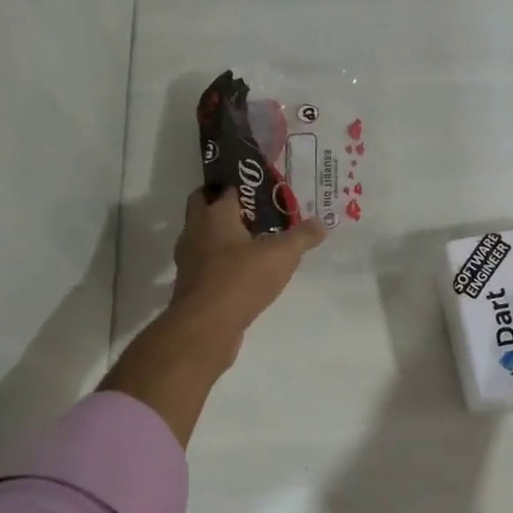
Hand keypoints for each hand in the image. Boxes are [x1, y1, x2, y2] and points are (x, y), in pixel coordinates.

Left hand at [101, 189, 323, 446]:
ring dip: (224, 236)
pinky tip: (245, 272)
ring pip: (205, 237)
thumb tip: (323, 222)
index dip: (243, 184)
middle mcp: (195, 231)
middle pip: (205, 206)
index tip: (263, 188)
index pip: (223, 187)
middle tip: (256, 211)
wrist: (205, 327)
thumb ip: (303, 237)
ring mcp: (189, 259)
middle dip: (226, 205)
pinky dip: (223, 263)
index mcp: (213, 214)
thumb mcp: (282, 255)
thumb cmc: (241, 279)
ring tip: (255, 241)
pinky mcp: (191, 285)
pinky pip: (208, 264)